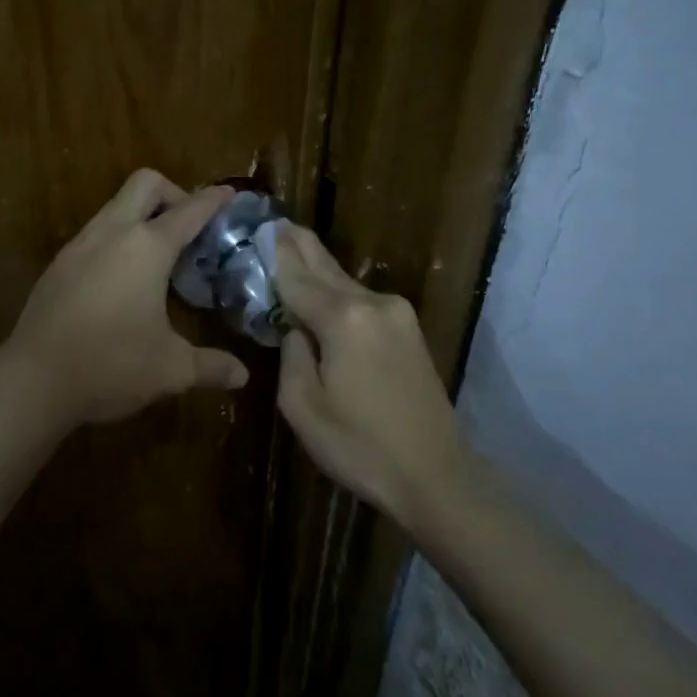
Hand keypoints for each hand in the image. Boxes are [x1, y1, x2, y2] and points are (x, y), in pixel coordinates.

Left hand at [2, 169, 250, 424]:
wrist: (32, 381)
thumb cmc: (110, 365)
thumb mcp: (171, 369)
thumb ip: (211, 366)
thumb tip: (242, 376)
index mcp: (147, 247)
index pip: (189, 210)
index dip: (214, 200)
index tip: (230, 194)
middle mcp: (112, 233)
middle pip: (145, 184)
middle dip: (173, 194)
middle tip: (189, 230)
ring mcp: (80, 245)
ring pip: (116, 206)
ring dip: (142, 216)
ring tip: (159, 259)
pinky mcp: (59, 264)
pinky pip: (96, 232)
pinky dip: (118, 239)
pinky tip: (123, 281)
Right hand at [273, 223, 466, 525]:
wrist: (436, 475)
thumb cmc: (360, 447)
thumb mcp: (303, 407)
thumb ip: (292, 355)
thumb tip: (296, 329)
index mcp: (343, 320)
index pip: (297, 279)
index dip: (276, 256)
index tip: (260, 229)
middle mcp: (373, 304)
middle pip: (326, 268)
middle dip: (300, 245)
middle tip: (277, 222)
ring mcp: (397, 314)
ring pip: (346, 282)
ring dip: (319, 267)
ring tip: (294, 244)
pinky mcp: (410, 330)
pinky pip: (363, 300)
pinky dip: (339, 290)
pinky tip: (324, 286)